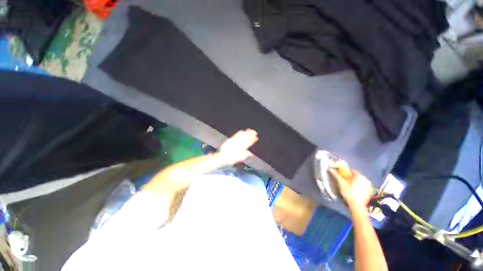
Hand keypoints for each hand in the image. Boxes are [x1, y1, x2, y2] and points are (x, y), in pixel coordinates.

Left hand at [218, 129, 257, 164]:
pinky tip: (241, 131)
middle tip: (254, 132)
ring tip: (249, 130)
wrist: (223, 156)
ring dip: (246, 132)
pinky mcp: (231, 139)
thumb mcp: (240, 158)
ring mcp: (235, 141)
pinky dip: (240, 133)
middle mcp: (239, 143)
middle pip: (246, 138)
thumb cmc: (231, 158)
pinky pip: (236, 135)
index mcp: (242, 148)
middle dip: (251, 135)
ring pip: (242, 136)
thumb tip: (250, 153)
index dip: (253, 140)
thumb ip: (245, 155)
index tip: (256, 137)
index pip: (249, 142)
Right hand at [329, 168, 373, 209]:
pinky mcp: (371, 191)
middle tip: (345, 182)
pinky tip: (356, 192)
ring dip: (355, 182)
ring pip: (360, 181)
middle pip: (356, 176)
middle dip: (350, 178)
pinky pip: (364, 186)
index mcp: (359, 175)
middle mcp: (366, 179)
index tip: (342, 177)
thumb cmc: (349, 192)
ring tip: (350, 187)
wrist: (357, 205)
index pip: (351, 170)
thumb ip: (336, 175)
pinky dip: (360, 187)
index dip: (345, 173)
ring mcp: (369, 185)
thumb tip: (330, 169)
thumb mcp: (341, 183)